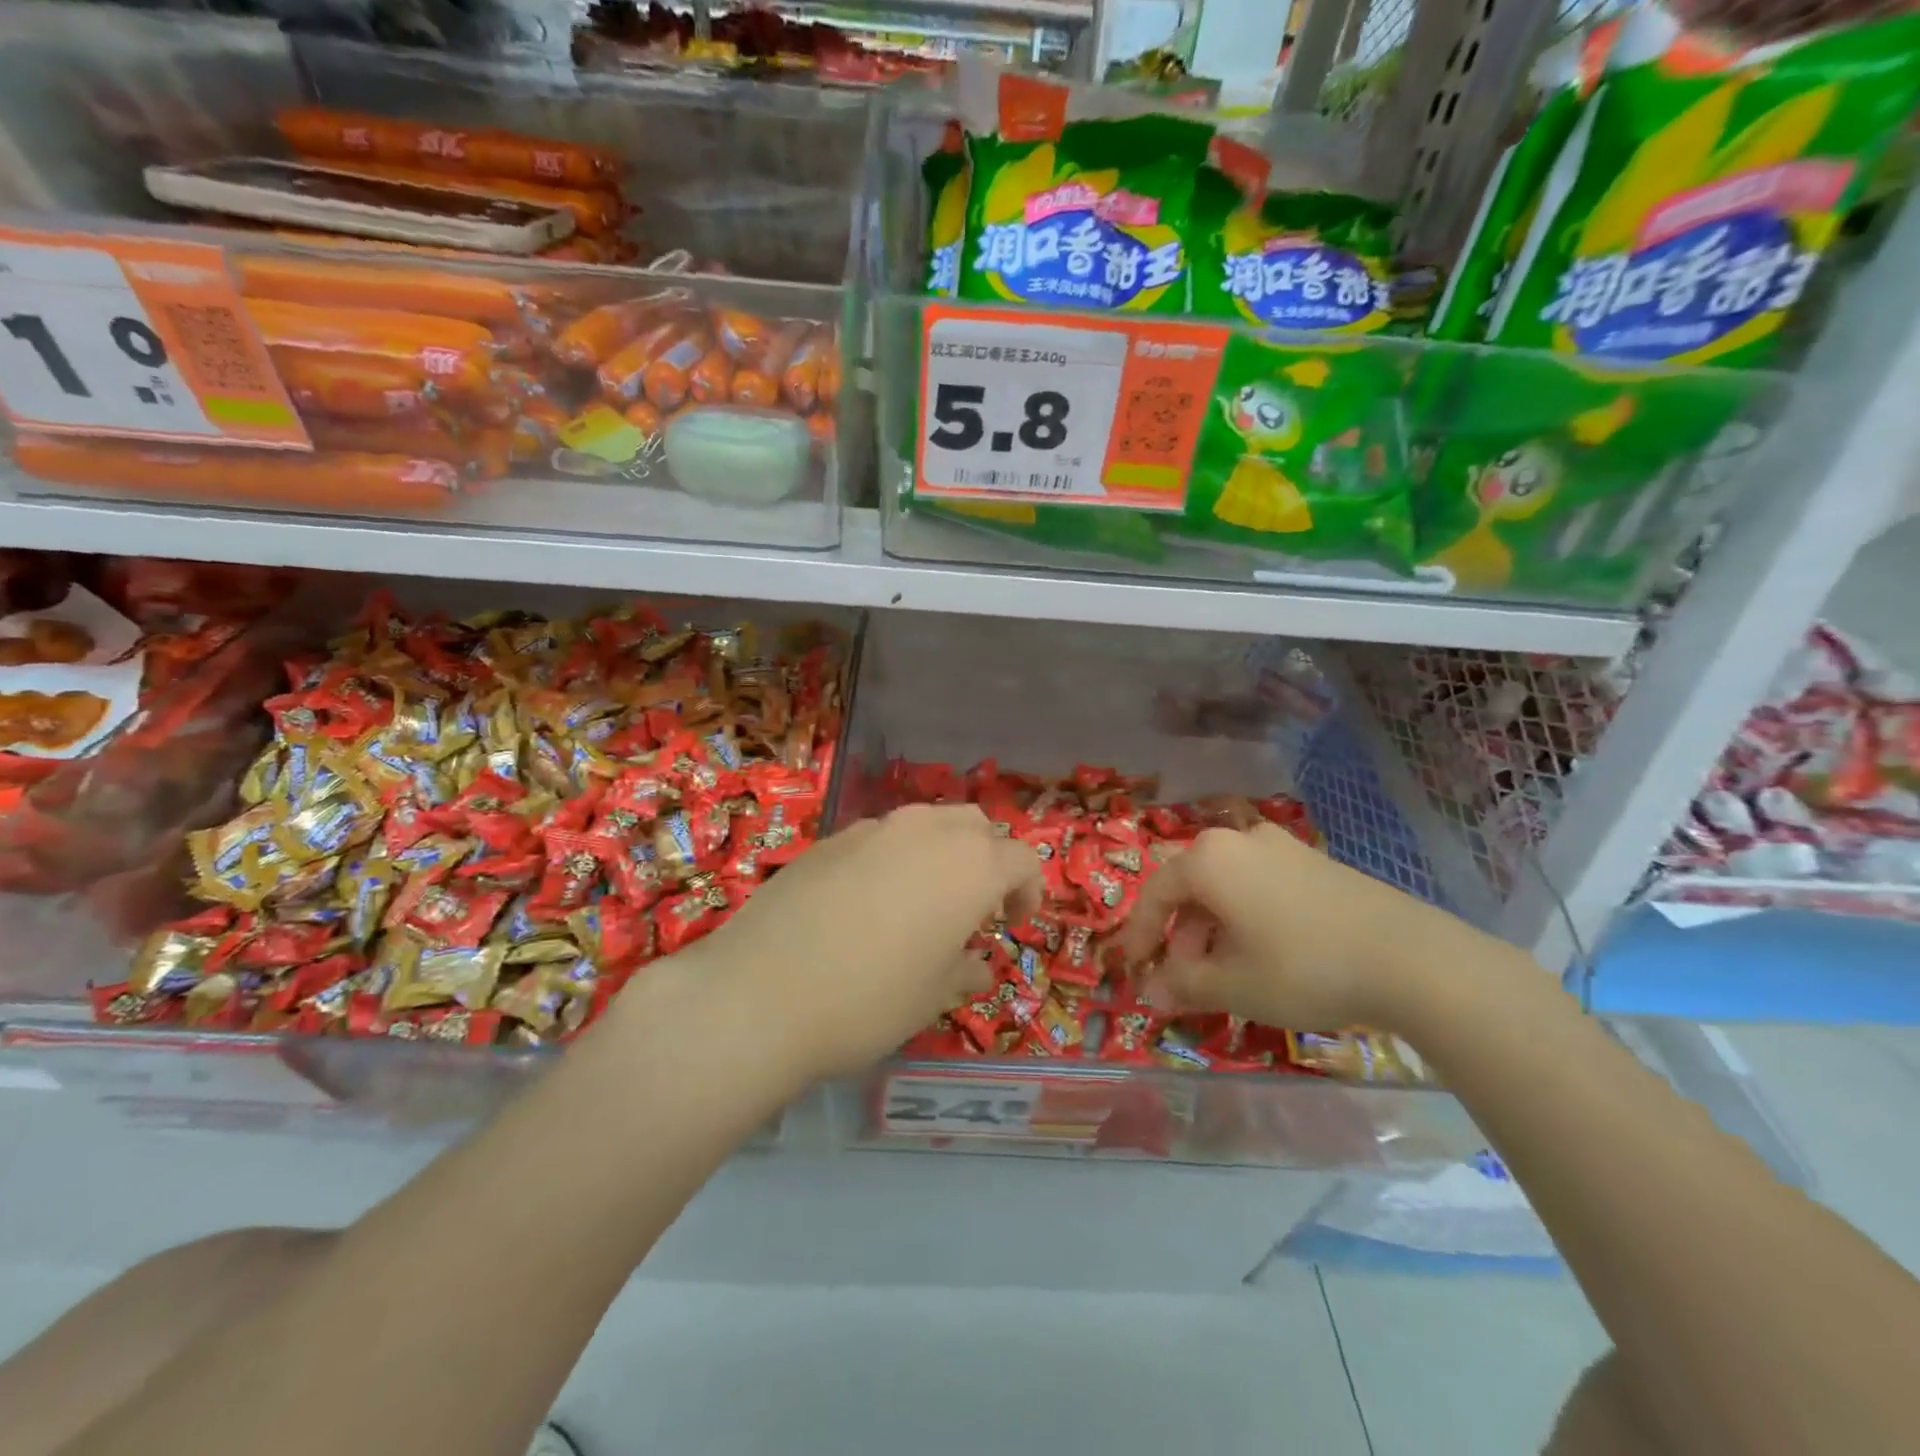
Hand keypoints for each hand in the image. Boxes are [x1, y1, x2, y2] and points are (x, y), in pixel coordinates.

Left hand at [676, 804, 1041, 1081]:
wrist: (760, 992)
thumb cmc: (869, 999)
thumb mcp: (932, 996)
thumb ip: (964, 971)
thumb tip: (976, 965)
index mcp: (970, 865)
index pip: (1022, 858)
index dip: (1028, 891)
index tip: (1013, 926)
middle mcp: (927, 831)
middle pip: (976, 826)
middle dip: (987, 860)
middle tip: (975, 907)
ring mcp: (873, 828)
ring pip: (927, 823)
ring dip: (940, 854)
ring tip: (923, 902)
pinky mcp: (829, 838)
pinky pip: (880, 837)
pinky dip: (894, 859)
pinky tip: (868, 903)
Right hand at [1117, 824, 1481, 1031]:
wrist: (1411, 958)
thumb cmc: (1302, 967)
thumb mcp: (1233, 985)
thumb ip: (1182, 985)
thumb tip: (1150, 993)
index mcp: (1208, 860)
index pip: (1155, 893)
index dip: (1139, 934)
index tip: (1134, 969)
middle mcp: (1239, 840)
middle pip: (1191, 886)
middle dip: (1180, 934)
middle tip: (1184, 977)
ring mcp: (1281, 847)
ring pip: (1227, 886)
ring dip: (1213, 928)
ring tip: (1225, 972)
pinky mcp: (1315, 862)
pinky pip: (1260, 885)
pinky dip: (1246, 917)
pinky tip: (1264, 954)